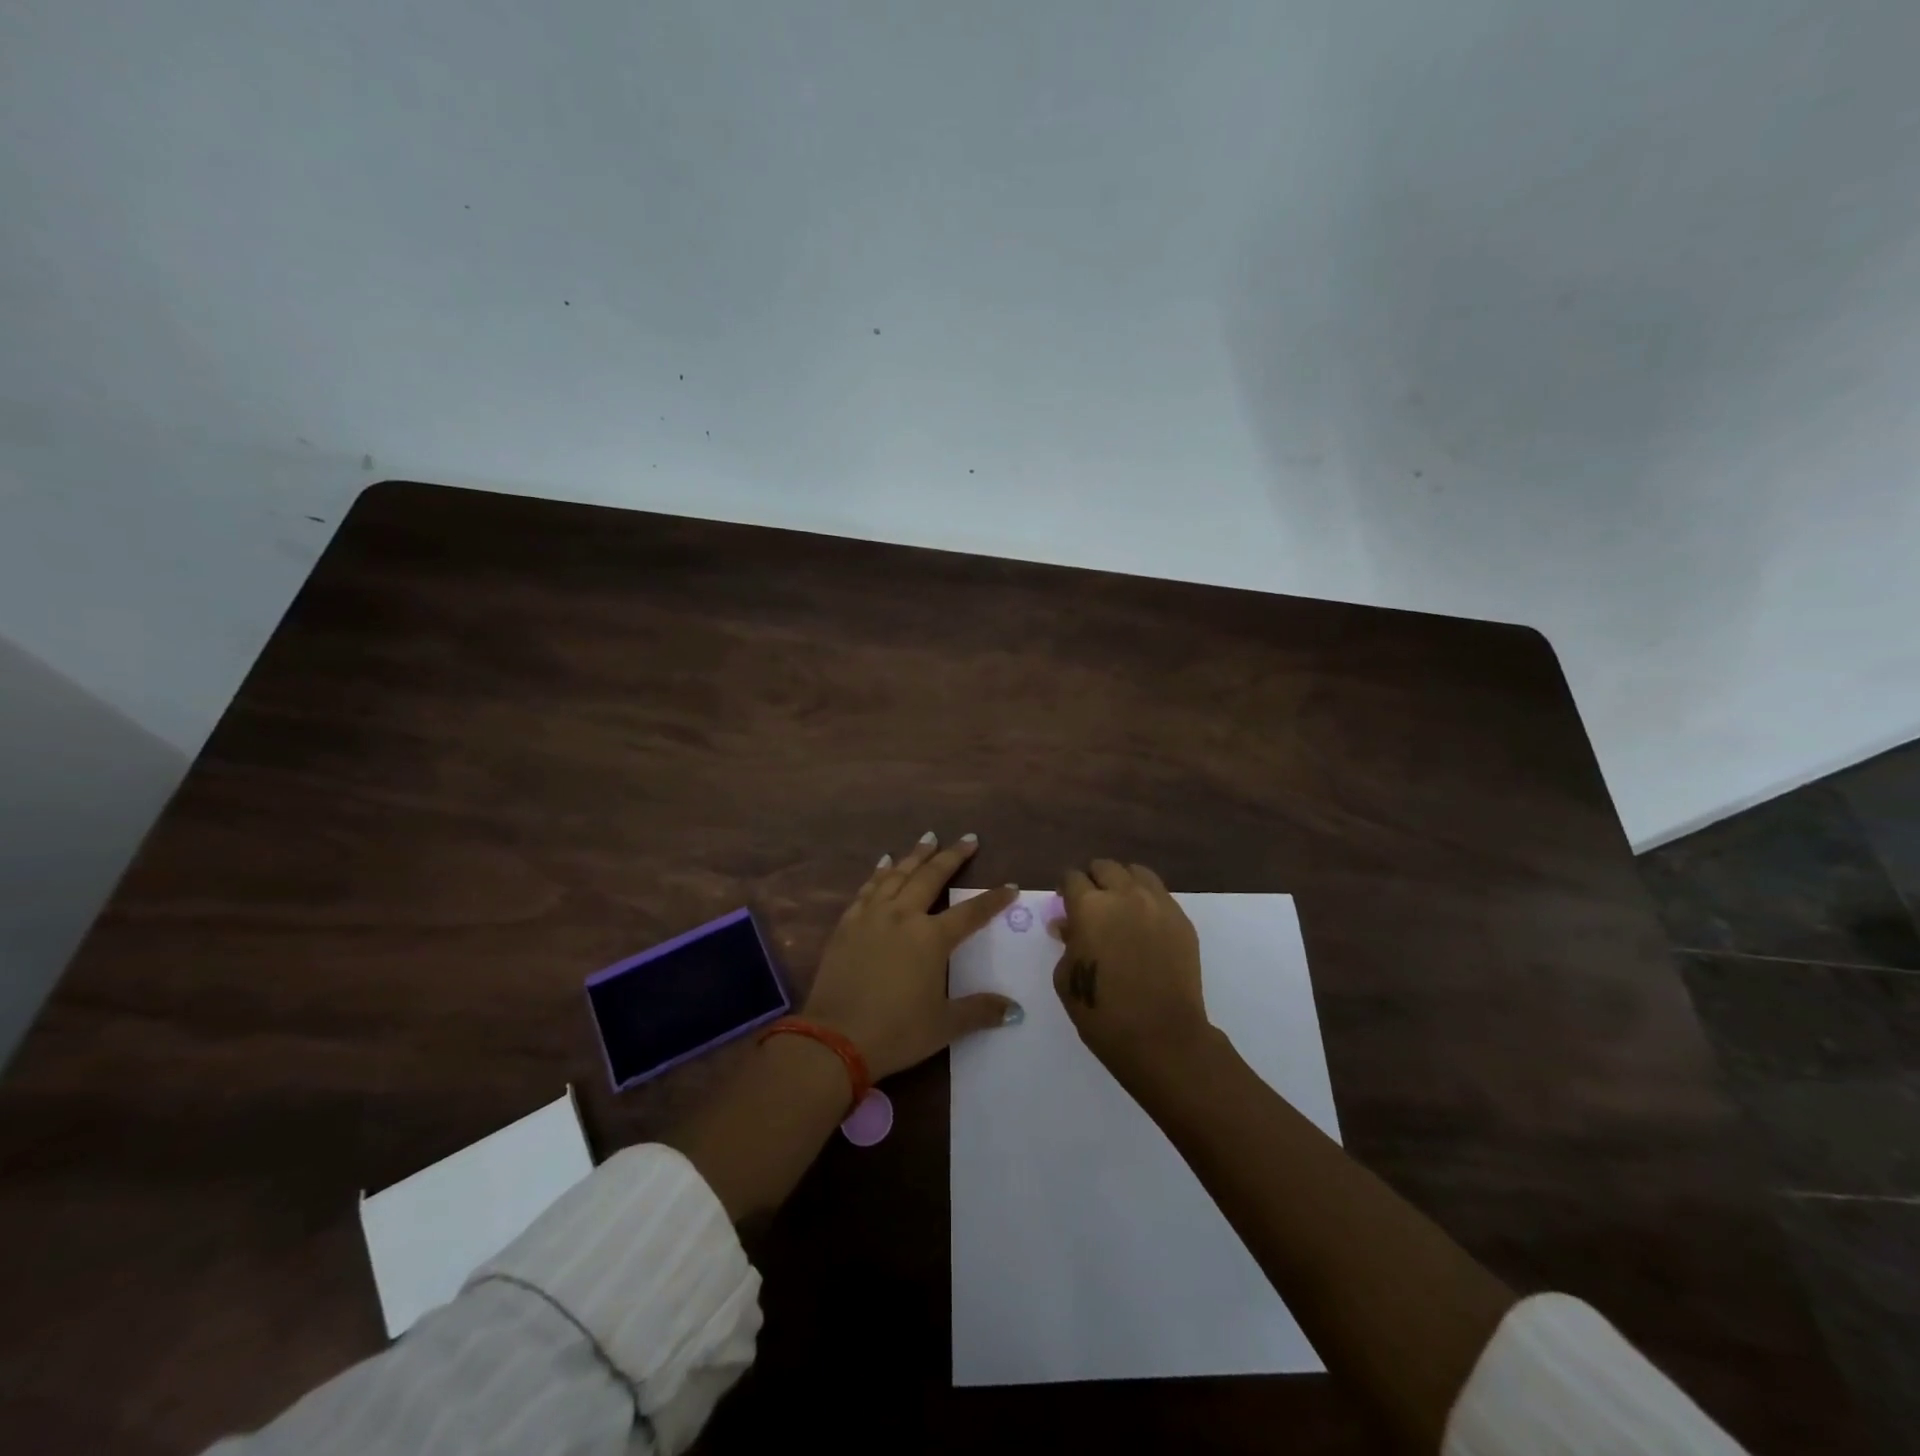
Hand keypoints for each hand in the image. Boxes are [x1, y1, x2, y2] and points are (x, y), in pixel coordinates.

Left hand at [802, 833, 1021, 1080]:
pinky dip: (879, 872)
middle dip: (952, 856)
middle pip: (932, 877)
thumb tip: (1015, 1010)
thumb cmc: (896, 1032)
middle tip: (968, 838)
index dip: (993, 899)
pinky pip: (867, 888)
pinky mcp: (847, 924)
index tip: (1011, 886)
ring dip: (915, 855)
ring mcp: (872, 916)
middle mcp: (903, 916)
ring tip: (928, 838)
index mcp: (931, 938)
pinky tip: (884, 862)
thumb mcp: (944, 1026)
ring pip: (897, 875)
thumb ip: (980, 1011)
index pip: (971, 913)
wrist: (835, 1038)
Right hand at [1052, 859, 1212, 1085]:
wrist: (1162, 1037)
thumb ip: (1067, 943)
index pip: (1072, 877)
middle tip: (1092, 903)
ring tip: (1121, 906)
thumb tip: (1069, 925)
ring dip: (1123, 883)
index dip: (1065, 888)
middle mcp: (1124, 895)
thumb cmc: (1103, 1013)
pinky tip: (1144, 924)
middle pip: (1105, 867)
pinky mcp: (1182, 920)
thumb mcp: (1066, 978)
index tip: (1065, 902)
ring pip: (1136, 872)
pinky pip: (1160, 895)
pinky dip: (1147, 900)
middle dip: (1094, 880)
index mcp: (1089, 906)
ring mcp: (1158, 904)